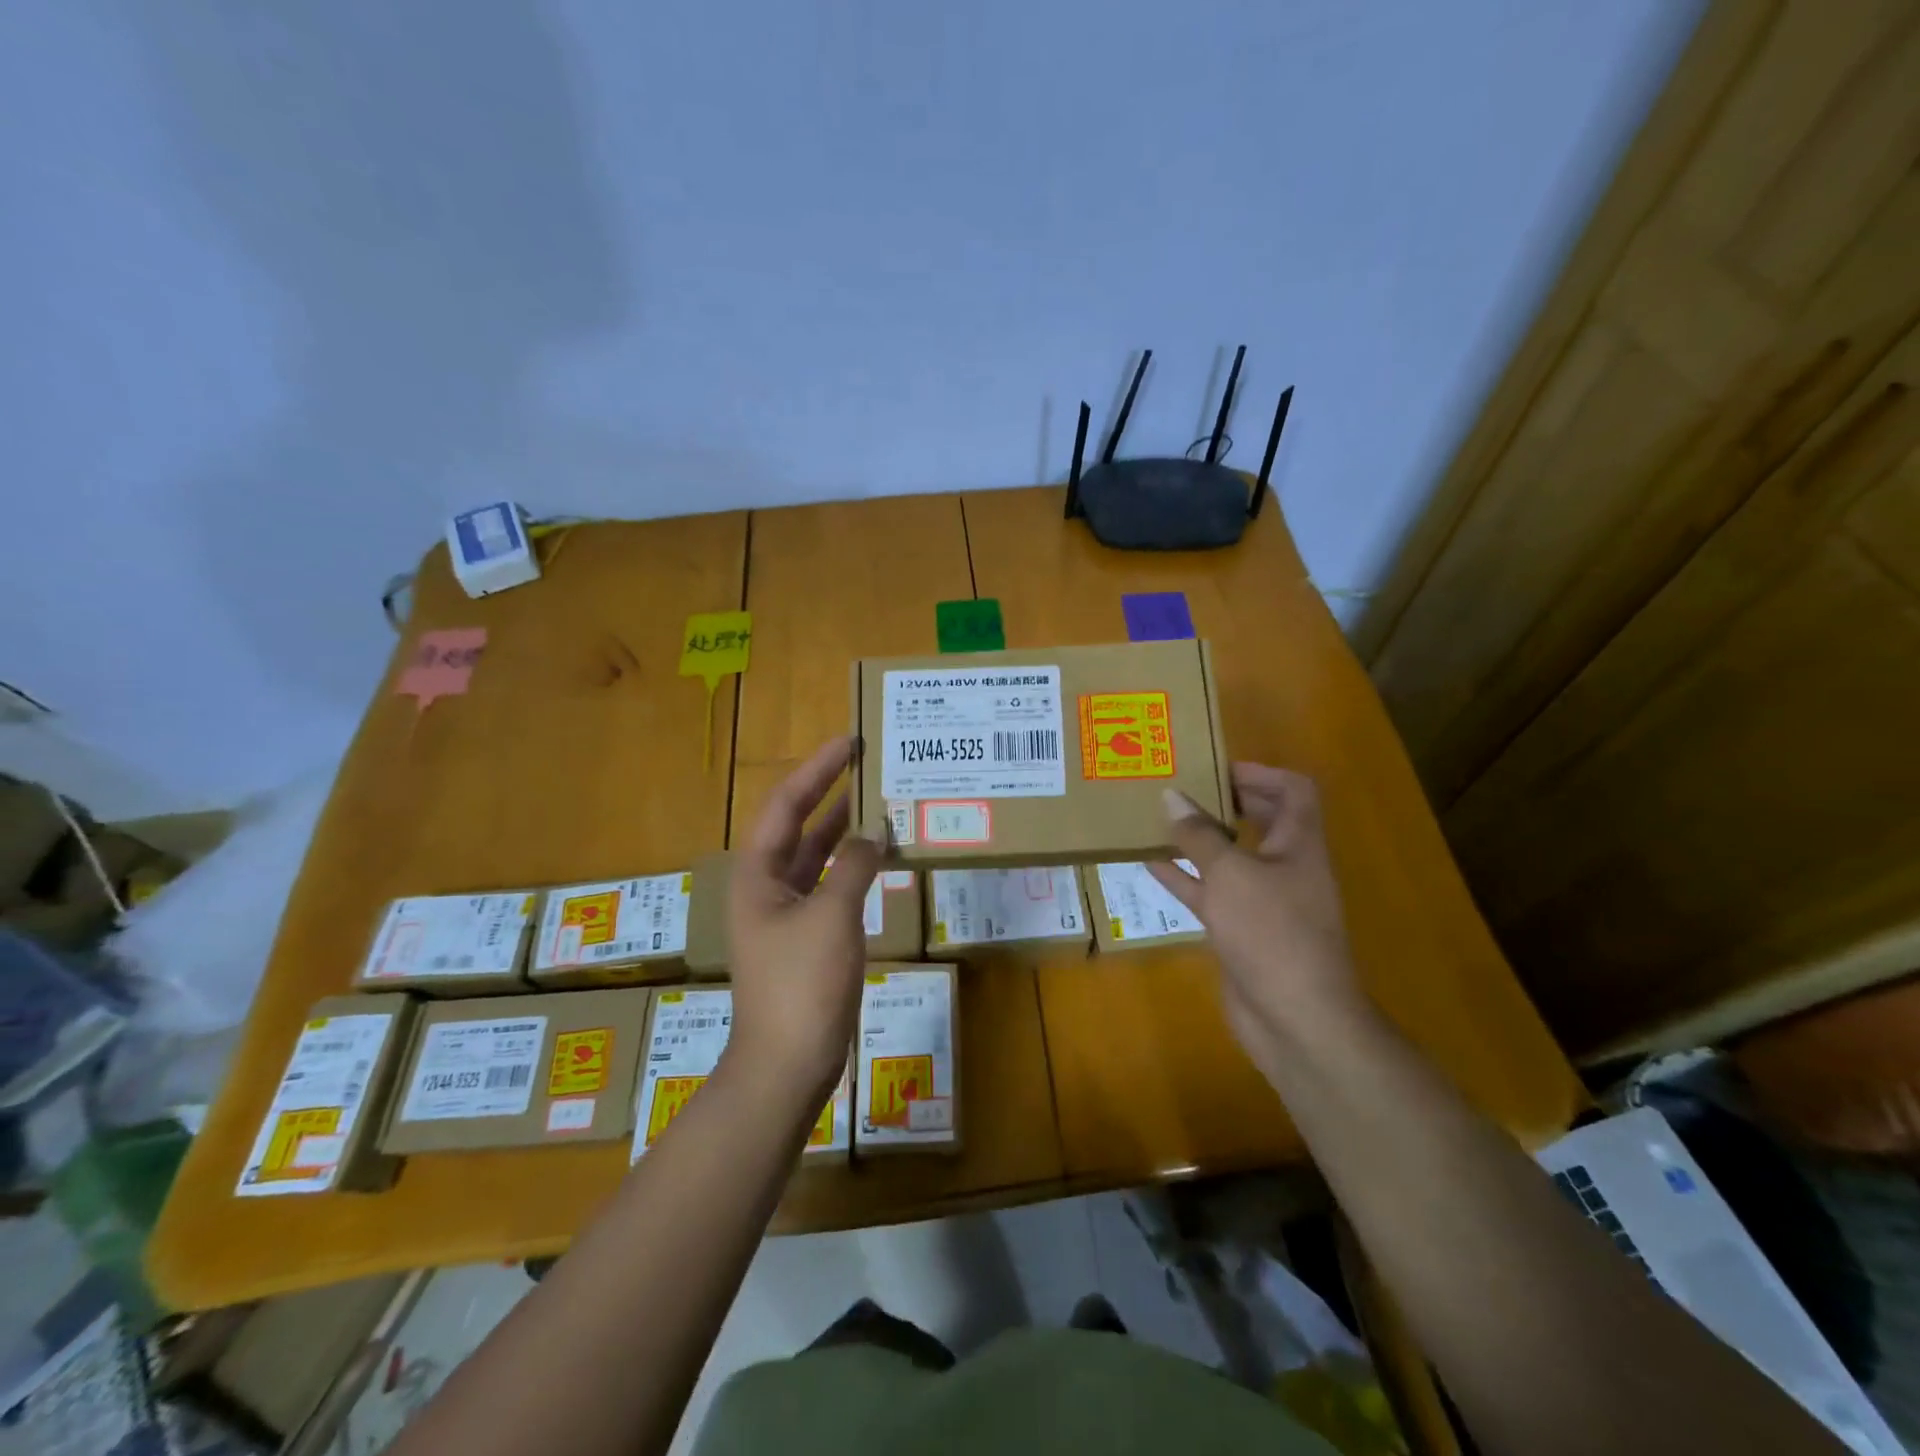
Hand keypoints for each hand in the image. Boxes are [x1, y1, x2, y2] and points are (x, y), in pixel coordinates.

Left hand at [725, 736, 880, 1106]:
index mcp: (757, 873)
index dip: (817, 769)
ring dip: (843, 827)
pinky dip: (852, 865)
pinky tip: (879, 855)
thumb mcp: (832, 916)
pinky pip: (829, 884)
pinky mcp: (806, 936)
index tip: (849, 742)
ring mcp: (785, 912)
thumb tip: (876, 832)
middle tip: (865, 762)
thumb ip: (855, 866)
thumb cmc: (802, 984)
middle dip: (828, 790)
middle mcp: (766, 885)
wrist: (787, 1063)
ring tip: (876, 798)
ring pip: (815, 854)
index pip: (786, 803)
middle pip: (797, 824)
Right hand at [1149, 764, 1367, 1076]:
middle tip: (1183, 787)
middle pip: (1262, 820)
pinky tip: (1150, 863)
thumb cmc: (1271, 931)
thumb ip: (1198, 835)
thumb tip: (1171, 796)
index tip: (1216, 768)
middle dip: (1225, 801)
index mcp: (1299, 844)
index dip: (1260, 772)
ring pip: (1231, 857)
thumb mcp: (1230, 874)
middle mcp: (1286, 866)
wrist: (1294, 1017)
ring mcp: (1264, 901)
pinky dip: (1185, 877)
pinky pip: (1211, 893)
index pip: (1294, 790)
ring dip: (1200, 839)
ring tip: (1160, 818)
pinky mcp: (1242, 930)